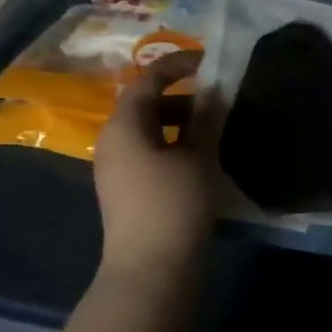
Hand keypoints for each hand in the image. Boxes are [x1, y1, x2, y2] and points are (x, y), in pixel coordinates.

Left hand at [93, 51, 223, 278]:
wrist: (150, 270)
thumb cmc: (173, 206)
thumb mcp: (198, 157)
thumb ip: (206, 118)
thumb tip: (213, 90)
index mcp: (124, 126)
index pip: (148, 80)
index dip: (178, 65)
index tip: (208, 61)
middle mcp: (113, 141)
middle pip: (146, 105)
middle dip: (182, 96)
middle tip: (218, 96)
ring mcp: (117, 168)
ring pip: (149, 131)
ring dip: (181, 123)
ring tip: (215, 127)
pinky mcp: (126, 190)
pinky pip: (150, 153)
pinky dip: (174, 145)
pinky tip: (201, 157)